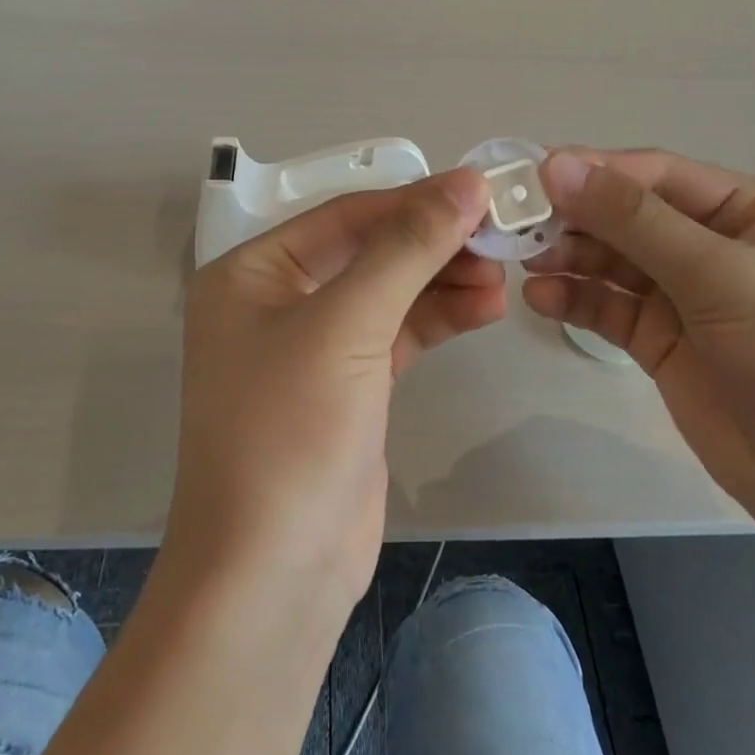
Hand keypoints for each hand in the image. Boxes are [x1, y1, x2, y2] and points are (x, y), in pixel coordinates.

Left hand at [167, 169, 505, 611]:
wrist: (274, 571)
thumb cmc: (290, 432)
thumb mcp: (347, 327)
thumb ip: (407, 249)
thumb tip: (466, 182)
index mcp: (252, 273)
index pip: (346, 216)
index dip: (415, 200)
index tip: (483, 190)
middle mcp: (278, 302)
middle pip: (370, 252)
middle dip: (433, 244)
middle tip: (501, 238)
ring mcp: (315, 347)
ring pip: (389, 293)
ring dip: (443, 281)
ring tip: (502, 277)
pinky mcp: (349, 387)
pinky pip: (398, 334)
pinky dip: (438, 318)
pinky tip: (484, 308)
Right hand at [522, 149, 754, 532]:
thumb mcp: (721, 277)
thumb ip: (636, 221)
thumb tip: (557, 165)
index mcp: (744, 211)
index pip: (655, 176)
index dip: (593, 171)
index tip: (529, 176)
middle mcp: (709, 245)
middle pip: (625, 216)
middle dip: (573, 217)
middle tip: (514, 225)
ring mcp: (681, 295)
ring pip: (609, 262)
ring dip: (567, 257)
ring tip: (522, 262)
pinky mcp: (658, 341)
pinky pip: (607, 308)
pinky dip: (573, 300)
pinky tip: (540, 298)